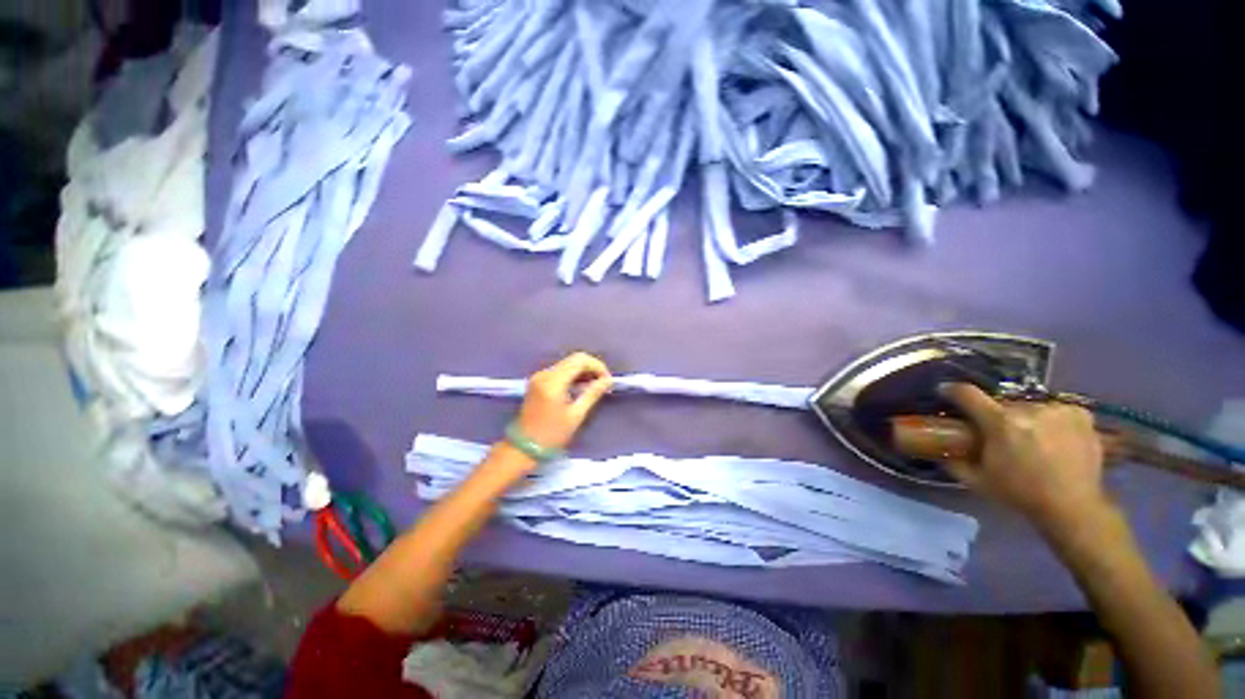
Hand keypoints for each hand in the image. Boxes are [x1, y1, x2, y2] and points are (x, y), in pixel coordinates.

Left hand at [515, 352, 612, 451]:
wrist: (522, 448)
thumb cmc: (551, 435)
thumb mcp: (576, 415)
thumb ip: (592, 394)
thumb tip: (608, 380)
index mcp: (553, 381)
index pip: (580, 360)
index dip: (597, 366)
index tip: (607, 380)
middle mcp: (545, 374)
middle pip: (573, 359)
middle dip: (591, 368)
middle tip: (603, 383)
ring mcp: (539, 376)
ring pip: (567, 364)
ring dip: (583, 371)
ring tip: (594, 387)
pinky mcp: (537, 381)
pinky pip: (560, 371)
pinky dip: (573, 375)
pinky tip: (580, 388)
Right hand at [941, 383, 1107, 531]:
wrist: (1073, 507)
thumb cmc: (1020, 494)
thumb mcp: (976, 480)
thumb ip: (952, 460)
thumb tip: (937, 446)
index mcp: (1000, 423)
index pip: (967, 393)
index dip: (952, 391)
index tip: (946, 392)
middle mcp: (1029, 409)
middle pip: (1001, 403)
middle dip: (995, 415)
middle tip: (998, 433)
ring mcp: (1058, 410)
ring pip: (1029, 406)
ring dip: (1024, 418)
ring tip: (1029, 437)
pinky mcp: (1080, 414)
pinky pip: (1055, 409)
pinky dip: (1050, 419)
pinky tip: (1053, 436)